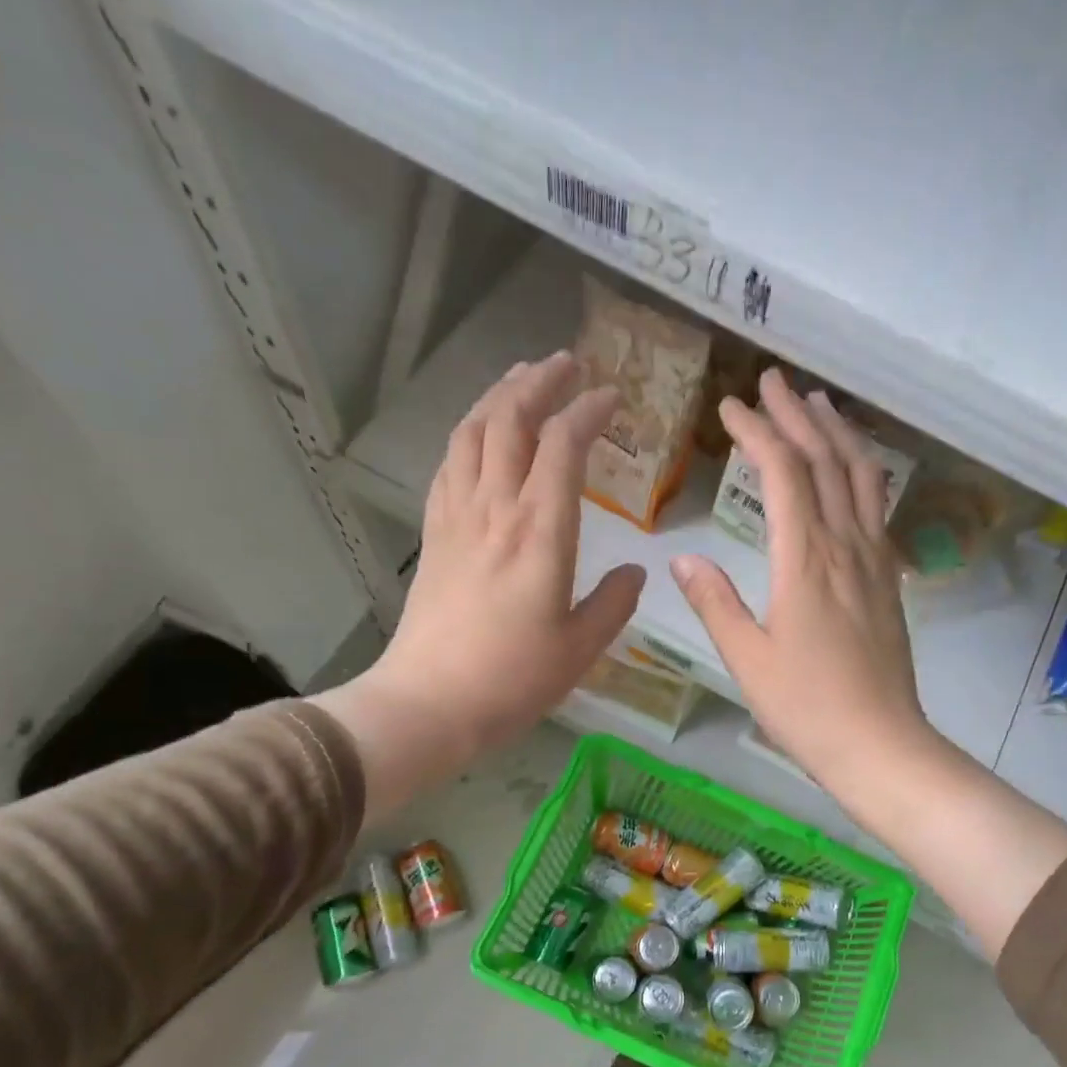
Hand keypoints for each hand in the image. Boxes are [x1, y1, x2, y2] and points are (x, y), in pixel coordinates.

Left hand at [314, 353, 644, 816]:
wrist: (430, 702)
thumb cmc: (513, 679)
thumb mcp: (581, 649)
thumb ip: (614, 603)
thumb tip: (636, 571)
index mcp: (540, 532)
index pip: (563, 446)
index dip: (588, 411)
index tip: (612, 398)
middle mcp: (495, 509)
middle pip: (510, 420)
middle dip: (540, 382)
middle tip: (566, 364)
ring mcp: (457, 518)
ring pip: (472, 433)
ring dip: (498, 396)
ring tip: (521, 381)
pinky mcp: (434, 535)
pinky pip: (449, 466)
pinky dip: (468, 436)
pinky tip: (478, 437)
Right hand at [672, 370, 937, 806]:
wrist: (880, 743)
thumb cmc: (805, 707)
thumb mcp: (746, 658)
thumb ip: (715, 602)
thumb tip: (682, 557)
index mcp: (805, 561)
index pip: (783, 474)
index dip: (757, 432)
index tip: (731, 405)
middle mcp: (846, 547)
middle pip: (826, 461)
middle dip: (797, 415)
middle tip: (774, 380)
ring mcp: (875, 561)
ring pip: (862, 478)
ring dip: (838, 434)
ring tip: (819, 405)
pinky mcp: (889, 580)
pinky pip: (878, 509)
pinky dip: (863, 474)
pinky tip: (853, 473)